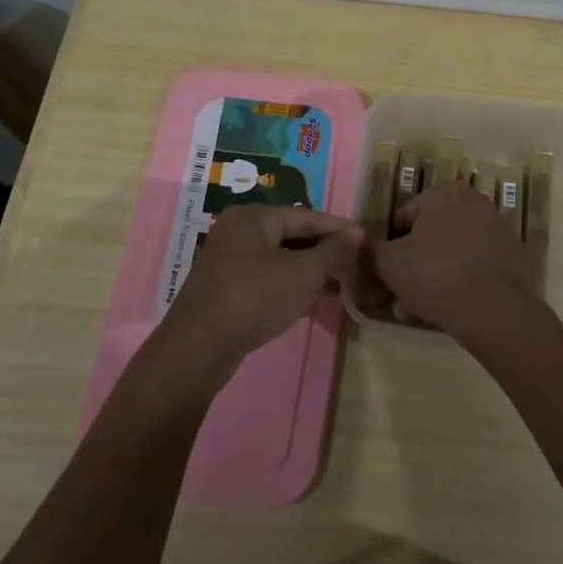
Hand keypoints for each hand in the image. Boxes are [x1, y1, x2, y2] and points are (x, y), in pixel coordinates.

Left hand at [161, 206, 362, 372]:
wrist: (198, 347)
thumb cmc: (256, 298)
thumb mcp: (304, 273)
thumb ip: (333, 251)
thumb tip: (357, 232)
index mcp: (254, 216)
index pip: (306, 216)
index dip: (337, 228)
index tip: (363, 239)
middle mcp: (237, 229)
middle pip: (289, 234)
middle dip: (322, 250)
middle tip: (352, 263)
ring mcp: (225, 259)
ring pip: (276, 257)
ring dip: (306, 269)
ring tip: (336, 283)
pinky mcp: (221, 287)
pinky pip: (263, 276)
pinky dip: (286, 283)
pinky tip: (305, 299)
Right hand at [373, 182, 536, 338]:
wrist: (494, 311)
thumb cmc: (435, 275)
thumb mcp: (389, 263)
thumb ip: (372, 249)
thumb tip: (362, 242)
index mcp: (446, 193)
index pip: (406, 214)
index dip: (390, 243)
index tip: (385, 270)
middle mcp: (475, 203)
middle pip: (431, 235)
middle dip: (412, 264)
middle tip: (398, 293)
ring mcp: (497, 230)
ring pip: (451, 253)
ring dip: (432, 276)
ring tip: (416, 309)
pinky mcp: (512, 257)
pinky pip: (474, 266)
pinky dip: (459, 282)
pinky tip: (445, 310)